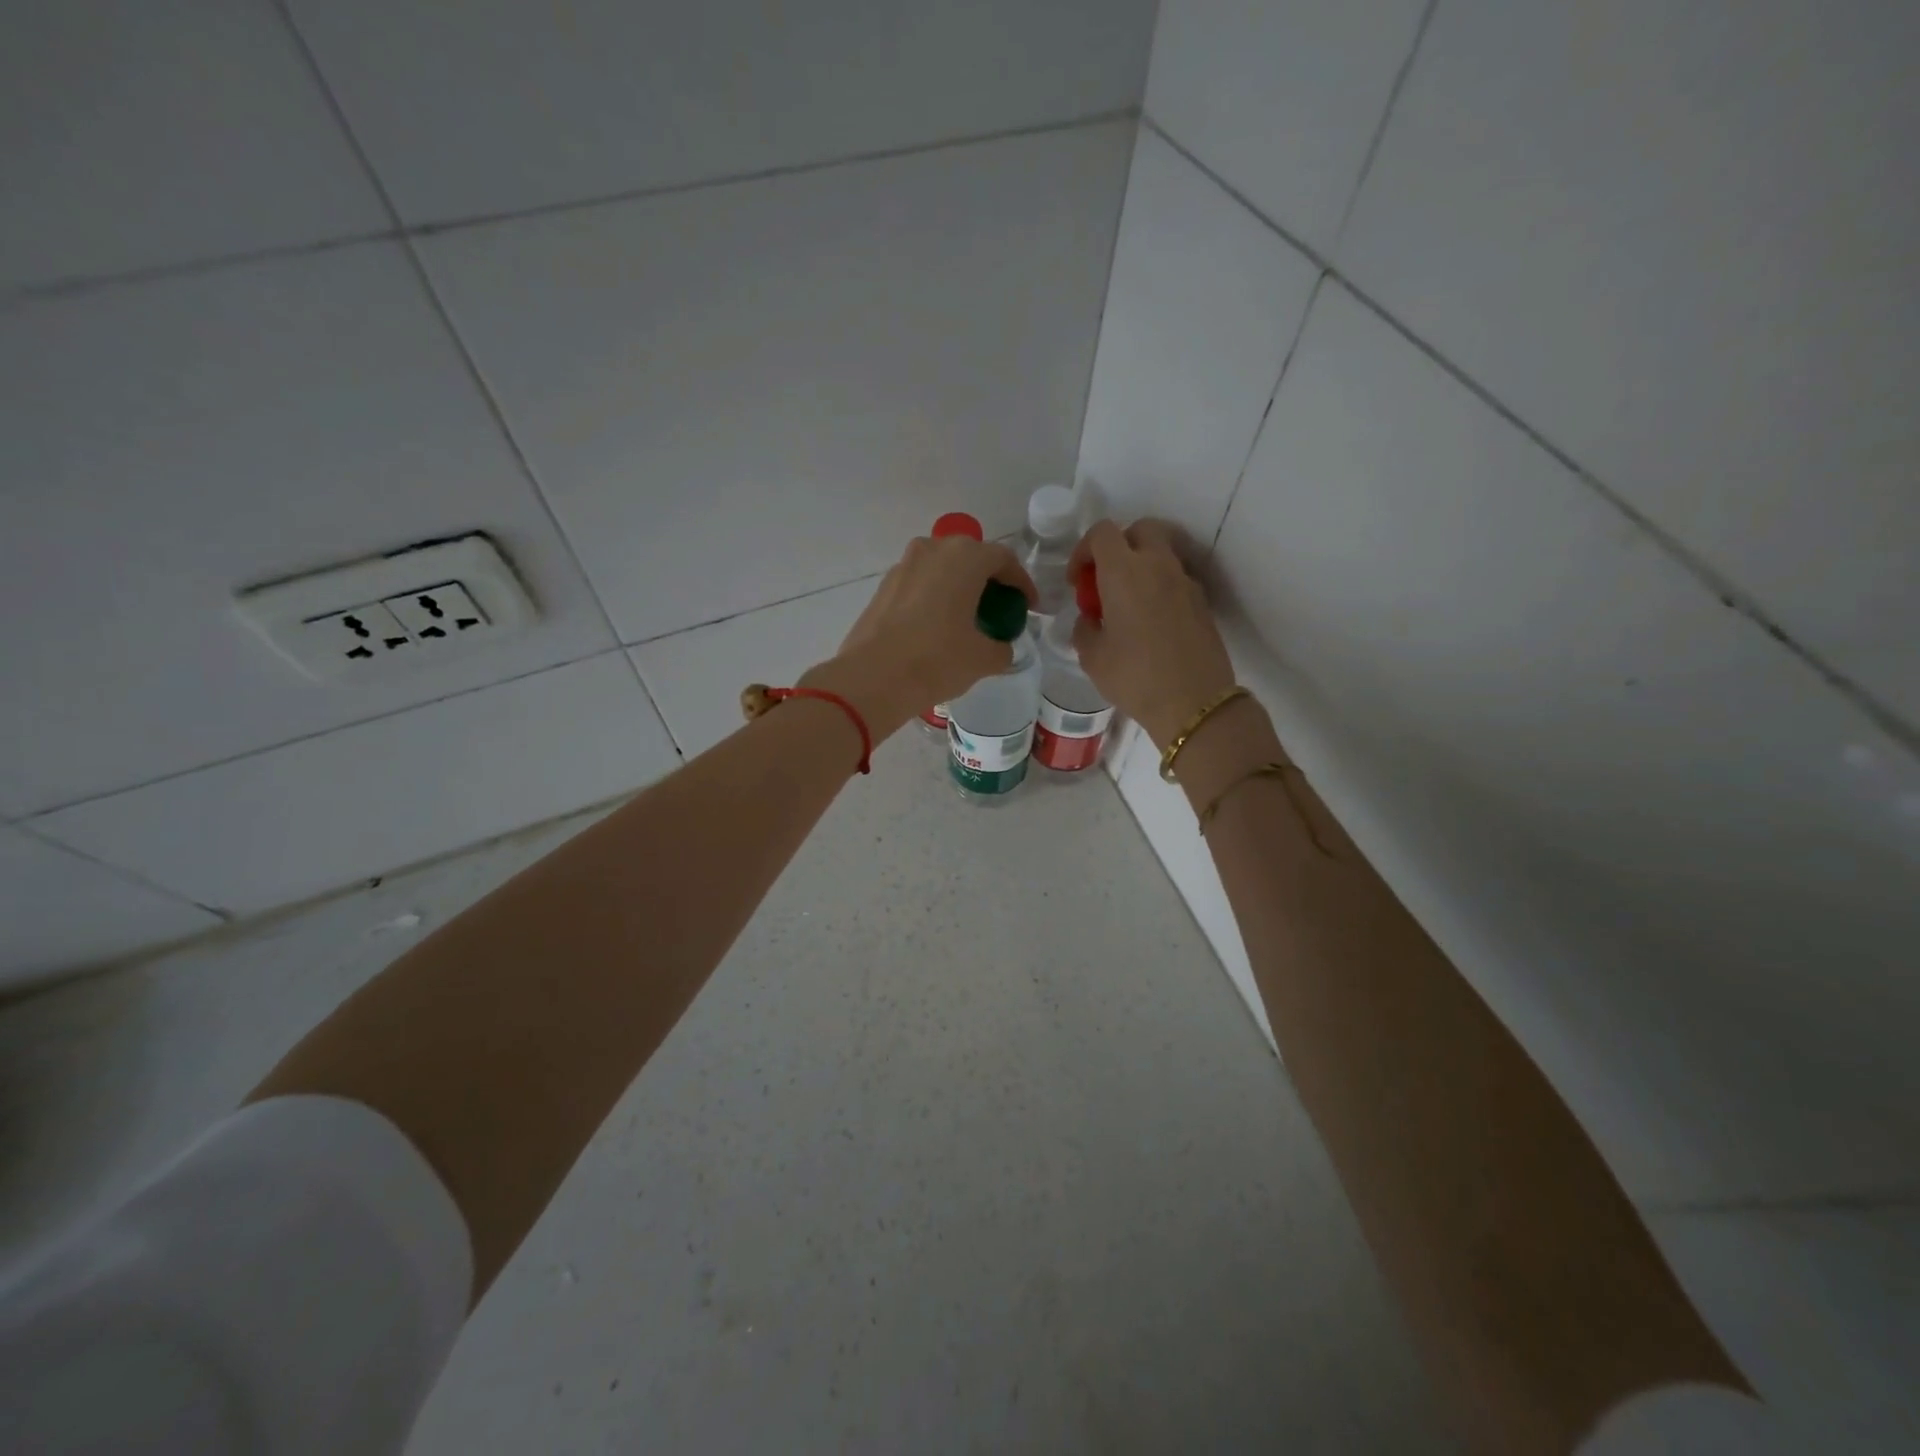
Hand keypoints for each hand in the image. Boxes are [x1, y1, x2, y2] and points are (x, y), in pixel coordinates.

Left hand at [802, 534, 1037, 738]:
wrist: (873, 678)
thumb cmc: (936, 660)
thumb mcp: (983, 659)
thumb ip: (1002, 648)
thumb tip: (1000, 648)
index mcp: (965, 558)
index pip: (1004, 559)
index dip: (1021, 583)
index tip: (1028, 607)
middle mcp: (933, 550)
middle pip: (971, 557)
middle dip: (989, 580)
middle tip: (1000, 608)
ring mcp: (904, 566)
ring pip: (942, 568)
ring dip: (960, 587)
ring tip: (969, 618)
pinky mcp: (884, 587)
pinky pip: (921, 584)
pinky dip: (936, 597)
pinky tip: (938, 626)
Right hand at [1068, 519, 1236, 747]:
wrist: (1194, 703)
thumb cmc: (1134, 678)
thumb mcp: (1092, 657)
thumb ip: (1085, 628)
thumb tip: (1090, 619)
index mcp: (1124, 572)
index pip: (1102, 533)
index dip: (1084, 550)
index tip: (1078, 581)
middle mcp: (1158, 566)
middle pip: (1139, 530)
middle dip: (1119, 546)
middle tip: (1106, 581)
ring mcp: (1185, 582)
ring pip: (1161, 553)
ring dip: (1141, 567)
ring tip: (1128, 604)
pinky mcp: (1202, 602)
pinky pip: (1176, 579)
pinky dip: (1160, 587)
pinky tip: (1151, 623)